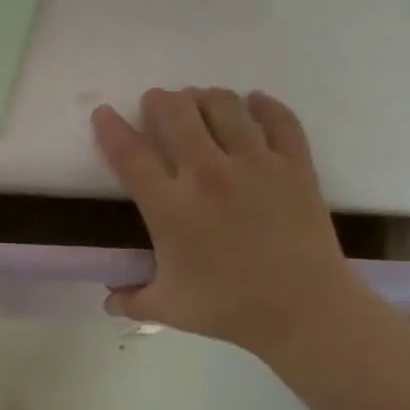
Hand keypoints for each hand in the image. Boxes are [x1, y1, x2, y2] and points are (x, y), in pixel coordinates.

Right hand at [91, 87, 369, 354]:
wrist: (305, 311)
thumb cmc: (228, 308)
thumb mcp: (167, 308)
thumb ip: (131, 300)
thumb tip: (110, 299)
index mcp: (169, 207)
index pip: (130, 154)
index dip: (111, 128)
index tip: (104, 113)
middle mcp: (207, 175)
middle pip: (176, 114)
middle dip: (160, 101)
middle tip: (156, 102)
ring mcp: (255, 165)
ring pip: (224, 106)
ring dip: (204, 97)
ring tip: (198, 100)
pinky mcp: (294, 166)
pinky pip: (280, 120)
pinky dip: (265, 105)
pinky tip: (254, 102)